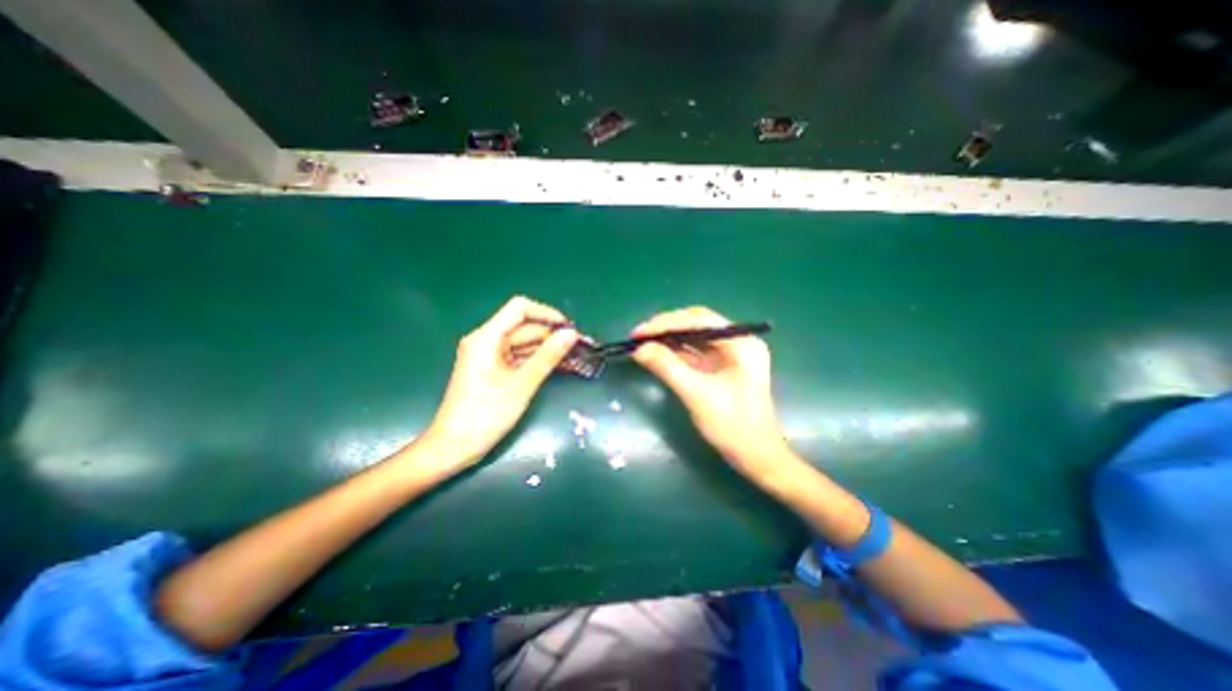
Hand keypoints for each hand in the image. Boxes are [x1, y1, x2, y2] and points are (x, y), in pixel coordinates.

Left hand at [415, 293, 579, 471]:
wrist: (454, 447)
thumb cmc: (485, 415)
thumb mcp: (521, 385)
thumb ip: (547, 356)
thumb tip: (571, 334)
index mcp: (486, 338)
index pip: (519, 309)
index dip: (546, 314)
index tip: (568, 329)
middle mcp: (486, 341)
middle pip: (524, 328)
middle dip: (551, 336)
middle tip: (579, 348)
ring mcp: (489, 355)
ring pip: (524, 343)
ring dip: (548, 349)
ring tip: (575, 359)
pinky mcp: (494, 369)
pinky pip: (519, 357)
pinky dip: (537, 360)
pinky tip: (558, 366)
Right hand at [636, 309, 788, 479]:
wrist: (756, 458)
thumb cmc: (733, 426)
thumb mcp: (697, 394)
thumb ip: (667, 367)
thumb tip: (638, 348)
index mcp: (741, 342)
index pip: (700, 319)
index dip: (666, 323)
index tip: (639, 332)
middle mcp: (738, 342)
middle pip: (696, 325)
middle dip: (666, 329)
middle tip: (638, 337)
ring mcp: (730, 355)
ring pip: (693, 338)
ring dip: (668, 340)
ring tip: (642, 344)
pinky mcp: (721, 368)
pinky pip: (695, 353)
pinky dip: (675, 353)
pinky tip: (657, 355)